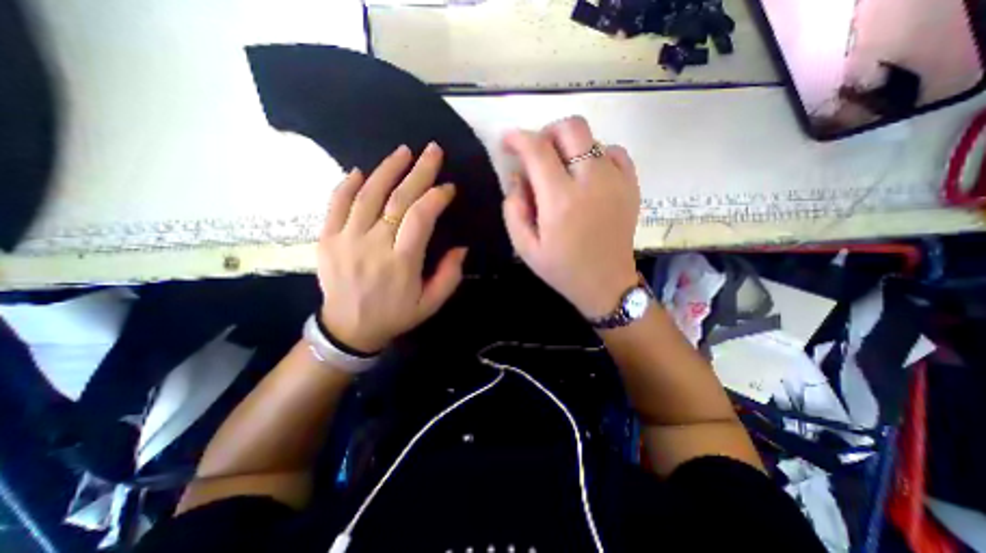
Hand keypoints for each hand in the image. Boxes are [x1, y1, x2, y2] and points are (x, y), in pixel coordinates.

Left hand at [317, 142, 466, 348]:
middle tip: (433, 151)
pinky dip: (347, 184)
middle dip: (419, 172)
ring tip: (403, 152)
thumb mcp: (430, 304)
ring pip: (367, 195)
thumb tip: (461, 247)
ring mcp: (346, 239)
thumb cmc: (395, 315)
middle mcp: (373, 245)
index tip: (448, 188)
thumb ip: (449, 276)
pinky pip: (336, 204)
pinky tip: (361, 171)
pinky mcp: (327, 239)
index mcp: (401, 263)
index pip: (420, 217)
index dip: (436, 197)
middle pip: (397, 199)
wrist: (347, 329)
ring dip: (387, 169)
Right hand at [503, 114, 643, 320]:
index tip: (508, 142)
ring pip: (591, 137)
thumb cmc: (561, 269)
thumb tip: (517, 176)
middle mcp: (591, 182)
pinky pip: (614, 152)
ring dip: (569, 146)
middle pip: (570, 128)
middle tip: (537, 154)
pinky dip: (596, 154)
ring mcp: (616, 181)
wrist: (606, 283)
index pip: (537, 150)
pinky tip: (587, 174)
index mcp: (560, 201)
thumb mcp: (524, 247)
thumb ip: (513, 209)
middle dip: (547, 133)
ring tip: (561, 170)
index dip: (518, 138)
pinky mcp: (631, 185)